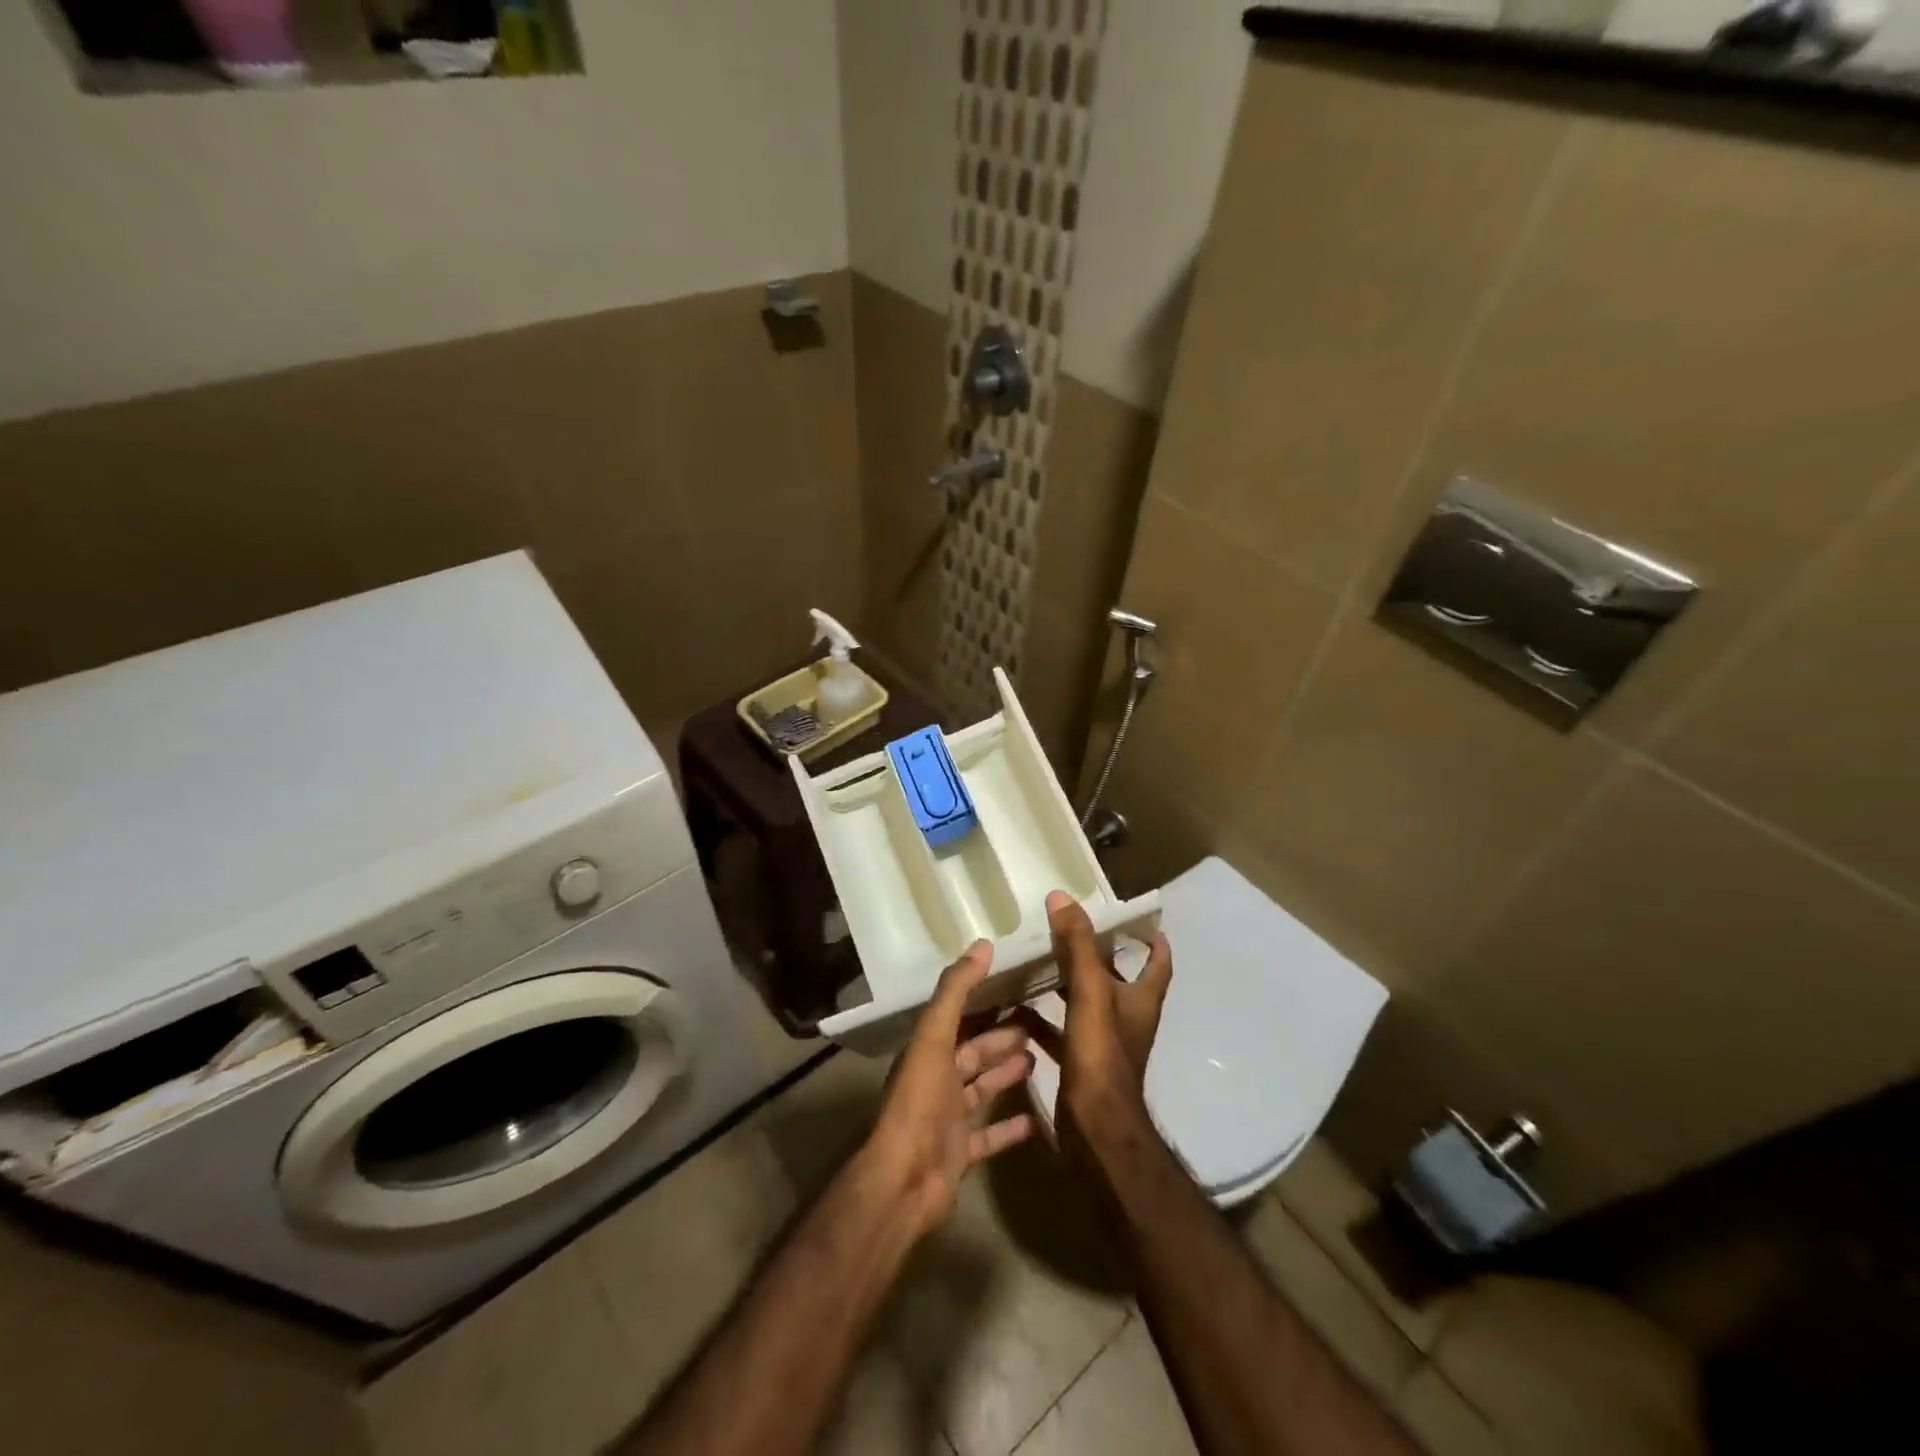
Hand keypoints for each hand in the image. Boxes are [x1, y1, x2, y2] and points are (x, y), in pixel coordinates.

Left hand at [864, 940, 1035, 1236]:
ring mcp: (949, 1118)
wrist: (903, 1179)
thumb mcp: (934, 1037)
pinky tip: (1038, 1119)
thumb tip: (983, 944)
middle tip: (1039, 1023)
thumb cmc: (919, 1101)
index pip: (961, 1017)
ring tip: (1040, 1058)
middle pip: (975, 1052)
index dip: (986, 1001)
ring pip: (983, 1088)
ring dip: (1006, 1074)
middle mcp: (937, 1079)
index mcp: (928, 1050)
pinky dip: (1011, 1127)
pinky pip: (990, 1135)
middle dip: (1003, 1038)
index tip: (1018, 985)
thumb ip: (956, 991)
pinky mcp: (961, 1152)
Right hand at [1028, 890, 1173, 1139]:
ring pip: (1086, 1004)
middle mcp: (1128, 1018)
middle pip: (1117, 978)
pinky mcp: (1082, 1063)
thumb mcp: (1091, 991)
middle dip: (1096, 956)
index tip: (1135, 918)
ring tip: (1036, 962)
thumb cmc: (1102, 1054)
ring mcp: (1105, 1043)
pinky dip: (1043, 1020)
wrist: (1096, 1127)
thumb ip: (1078, 945)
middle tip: (1066, 931)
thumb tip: (1062, 897)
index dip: (1152, 938)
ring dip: (1066, 985)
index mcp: (1142, 999)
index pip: (1158, 961)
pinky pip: (1061, 1032)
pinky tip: (1017, 1009)